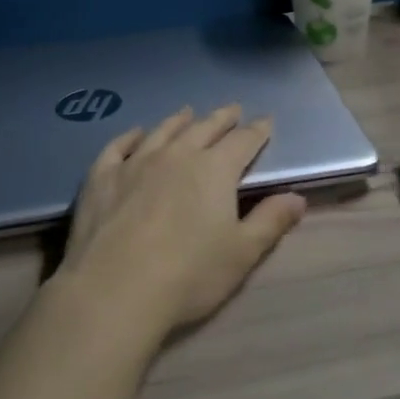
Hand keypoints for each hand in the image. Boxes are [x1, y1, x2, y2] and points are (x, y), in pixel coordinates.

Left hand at [60, 105, 306, 335]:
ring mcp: (136, 162)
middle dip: (222, 118)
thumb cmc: (188, 275)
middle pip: (204, 128)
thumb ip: (270, 221)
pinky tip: (135, 134)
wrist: (115, 289)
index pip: (243, 141)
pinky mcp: (102, 177)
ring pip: (162, 131)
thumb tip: (297, 197)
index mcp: (215, 169)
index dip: (257, 131)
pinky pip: (118, 147)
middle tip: (232, 109)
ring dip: (179, 120)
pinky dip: (130, 136)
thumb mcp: (242, 254)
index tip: (266, 122)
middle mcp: (177, 155)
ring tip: (188, 112)